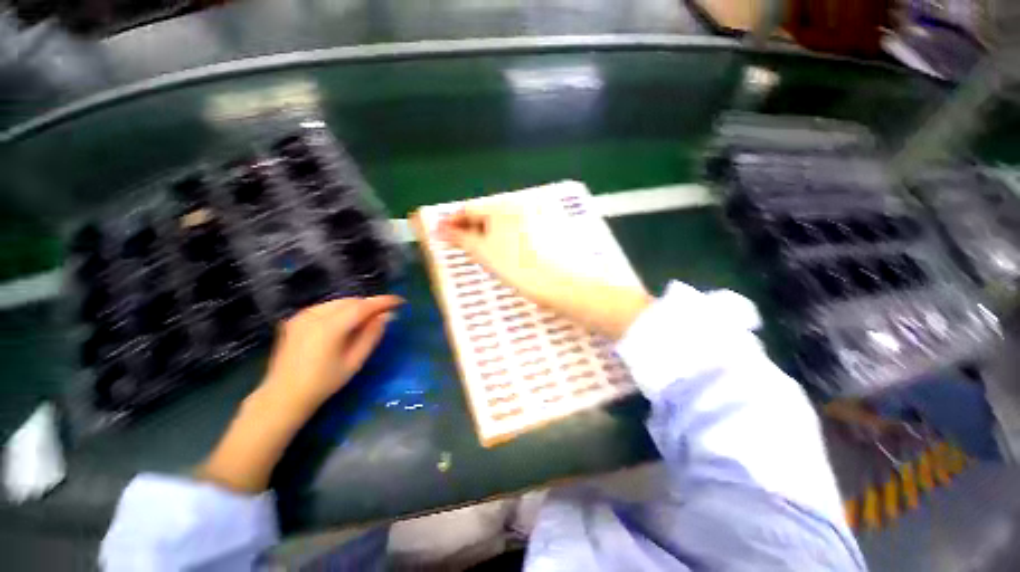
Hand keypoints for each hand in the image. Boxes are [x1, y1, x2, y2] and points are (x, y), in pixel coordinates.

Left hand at [197, 296, 402, 492]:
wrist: (283, 396)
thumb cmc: (323, 383)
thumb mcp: (354, 361)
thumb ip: (372, 335)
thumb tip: (388, 316)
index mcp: (329, 327)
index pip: (363, 306)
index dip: (383, 302)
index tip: (400, 301)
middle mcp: (314, 315)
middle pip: (351, 301)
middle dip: (370, 305)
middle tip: (385, 314)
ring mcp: (302, 315)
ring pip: (338, 302)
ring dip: (356, 307)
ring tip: (367, 319)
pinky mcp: (296, 319)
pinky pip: (326, 307)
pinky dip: (341, 310)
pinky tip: (345, 323)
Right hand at [436, 204, 556, 305]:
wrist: (563, 282)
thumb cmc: (520, 268)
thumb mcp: (485, 253)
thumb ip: (460, 238)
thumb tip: (440, 230)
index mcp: (503, 205)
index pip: (469, 209)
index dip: (453, 222)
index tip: (442, 234)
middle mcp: (522, 202)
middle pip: (489, 213)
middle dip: (474, 228)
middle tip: (465, 246)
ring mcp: (539, 211)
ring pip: (507, 220)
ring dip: (493, 232)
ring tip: (490, 252)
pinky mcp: (552, 223)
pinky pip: (523, 225)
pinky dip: (512, 235)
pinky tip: (513, 251)